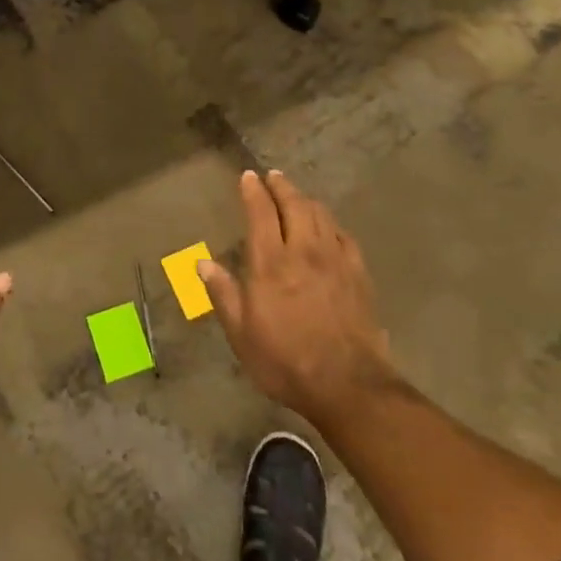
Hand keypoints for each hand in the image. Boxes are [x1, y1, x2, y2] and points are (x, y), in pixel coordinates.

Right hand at [201, 169, 402, 429]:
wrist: (348, 384)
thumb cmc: (285, 361)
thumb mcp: (241, 334)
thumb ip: (223, 294)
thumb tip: (201, 263)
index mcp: (271, 263)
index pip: (261, 213)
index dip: (253, 191)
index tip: (248, 176)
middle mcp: (304, 251)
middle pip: (295, 205)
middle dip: (282, 186)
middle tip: (273, 176)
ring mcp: (335, 260)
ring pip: (321, 215)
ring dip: (306, 199)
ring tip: (297, 195)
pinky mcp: (358, 274)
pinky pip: (344, 235)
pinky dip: (331, 223)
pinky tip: (328, 227)